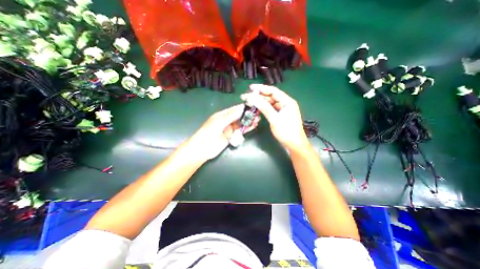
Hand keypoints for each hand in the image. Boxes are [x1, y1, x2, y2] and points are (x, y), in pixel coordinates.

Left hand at [184, 104, 258, 159]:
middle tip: (258, 114)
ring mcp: (230, 129)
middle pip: (239, 116)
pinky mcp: (232, 136)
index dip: (244, 107)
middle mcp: (227, 120)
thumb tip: (242, 107)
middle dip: (248, 115)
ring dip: (248, 122)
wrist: (203, 148)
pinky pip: (240, 131)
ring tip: (257, 120)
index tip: (253, 106)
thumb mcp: (219, 122)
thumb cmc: (208, 132)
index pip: (235, 109)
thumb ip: (231, 115)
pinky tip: (253, 126)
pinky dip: (246, 129)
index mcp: (223, 115)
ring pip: (241, 123)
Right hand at [242, 84, 308, 152]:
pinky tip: (257, 108)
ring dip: (260, 102)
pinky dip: (263, 108)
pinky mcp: (280, 115)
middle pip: (271, 96)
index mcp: (287, 101)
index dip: (261, 88)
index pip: (273, 91)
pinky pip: (270, 109)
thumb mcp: (274, 119)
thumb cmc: (286, 132)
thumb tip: (252, 97)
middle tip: (247, 96)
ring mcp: (283, 110)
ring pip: (270, 103)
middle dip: (259, 96)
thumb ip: (264, 107)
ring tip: (250, 102)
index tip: (250, 88)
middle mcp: (285, 103)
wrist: (294, 144)